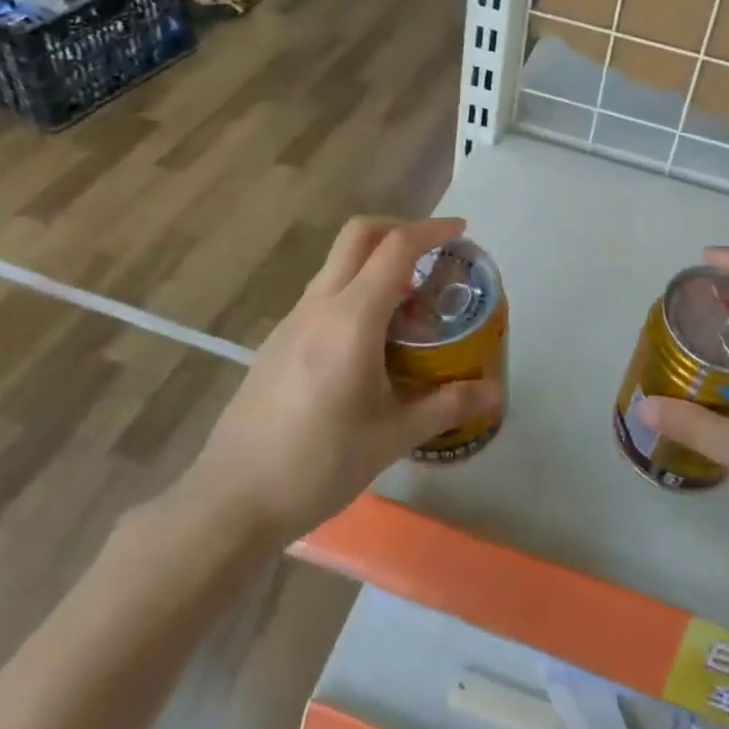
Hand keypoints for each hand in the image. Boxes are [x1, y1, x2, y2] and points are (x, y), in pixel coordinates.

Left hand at [187, 216, 503, 544]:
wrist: (232, 498)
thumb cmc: (319, 463)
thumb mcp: (393, 436)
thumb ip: (447, 405)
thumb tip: (496, 394)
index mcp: (352, 318)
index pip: (396, 248)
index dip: (431, 230)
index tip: (461, 231)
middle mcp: (319, 305)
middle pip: (358, 235)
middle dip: (398, 229)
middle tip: (432, 255)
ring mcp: (292, 321)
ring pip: (337, 264)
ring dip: (374, 262)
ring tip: (408, 302)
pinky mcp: (277, 341)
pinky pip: (323, 294)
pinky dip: (354, 290)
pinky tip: (368, 340)